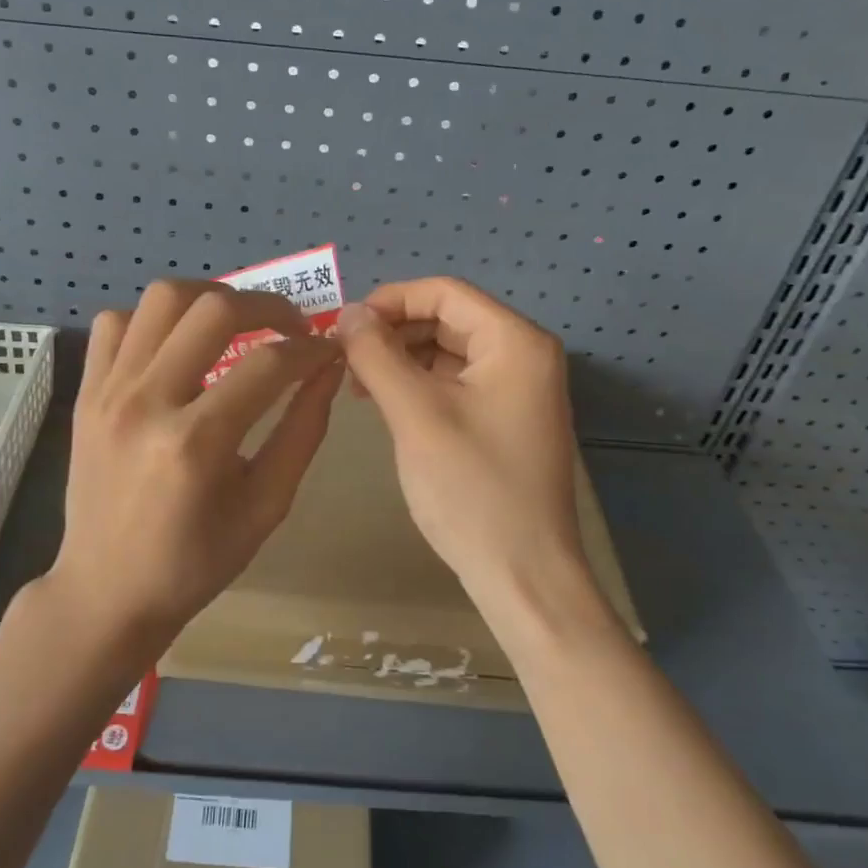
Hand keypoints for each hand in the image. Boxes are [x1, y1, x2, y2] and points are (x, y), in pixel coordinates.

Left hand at [46, 280, 343, 653]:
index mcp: (195, 444)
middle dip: (268, 307)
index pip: (268, 364)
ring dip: (210, 299)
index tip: (328, 351)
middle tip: (291, 328)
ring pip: (162, 299)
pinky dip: (154, 320)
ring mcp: (108, 391)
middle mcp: (146, 403)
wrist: (106, 591)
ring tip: (236, 324)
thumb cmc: (195, 562)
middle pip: (213, 310)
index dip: (310, 349)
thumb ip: (302, 432)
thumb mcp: (266, 506)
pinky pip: (117, 322)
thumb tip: (328, 370)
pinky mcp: (86, 392)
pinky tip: (177, 346)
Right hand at [337, 278, 592, 624]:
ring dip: (402, 359)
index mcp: (515, 342)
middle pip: (447, 319)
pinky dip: (419, 385)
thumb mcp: (415, 414)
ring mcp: (518, 390)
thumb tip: (347, 313)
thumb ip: (377, 355)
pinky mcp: (506, 419)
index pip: (445, 293)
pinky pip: (456, 383)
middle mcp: (524, 355)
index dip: (389, 301)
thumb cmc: (471, 489)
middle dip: (393, 332)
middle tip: (345, 359)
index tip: (343, 327)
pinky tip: (387, 404)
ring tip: (358, 385)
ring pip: (448, 352)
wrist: (523, 575)